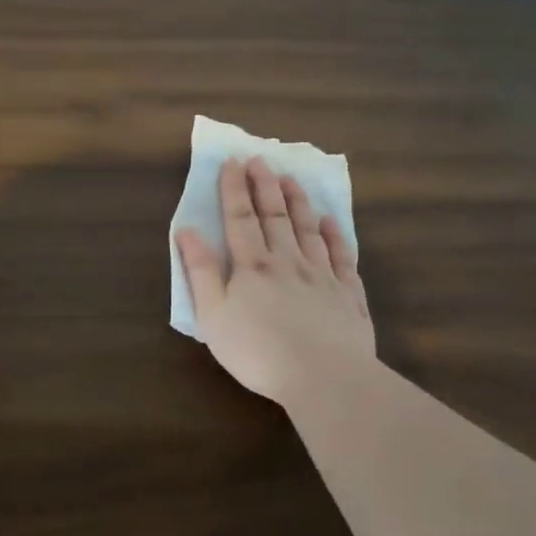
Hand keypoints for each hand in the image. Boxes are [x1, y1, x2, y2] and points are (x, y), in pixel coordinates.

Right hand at [175, 156, 376, 407]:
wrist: (323, 377)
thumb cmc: (257, 351)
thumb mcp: (213, 315)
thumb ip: (201, 271)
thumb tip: (187, 231)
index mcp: (252, 266)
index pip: (240, 219)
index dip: (234, 190)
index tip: (231, 162)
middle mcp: (287, 261)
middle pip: (275, 216)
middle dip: (264, 185)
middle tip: (260, 158)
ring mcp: (322, 276)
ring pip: (308, 229)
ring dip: (298, 202)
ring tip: (291, 178)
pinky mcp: (348, 295)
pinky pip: (342, 256)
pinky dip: (336, 235)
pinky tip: (331, 222)